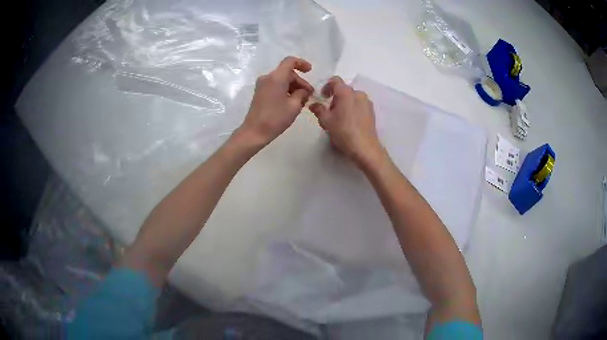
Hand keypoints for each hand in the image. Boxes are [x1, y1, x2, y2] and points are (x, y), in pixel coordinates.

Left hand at [238, 56, 313, 146]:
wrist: (254, 131)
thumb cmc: (275, 118)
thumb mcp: (295, 106)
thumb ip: (302, 93)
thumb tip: (304, 90)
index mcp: (276, 77)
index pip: (290, 61)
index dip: (301, 63)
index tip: (310, 71)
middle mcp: (268, 78)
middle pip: (287, 73)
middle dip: (300, 82)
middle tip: (309, 95)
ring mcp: (262, 85)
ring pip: (282, 80)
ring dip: (293, 87)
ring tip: (302, 101)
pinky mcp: (260, 93)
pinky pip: (276, 86)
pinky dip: (285, 90)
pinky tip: (292, 102)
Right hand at [309, 76, 382, 165]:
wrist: (365, 148)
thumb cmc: (343, 132)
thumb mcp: (326, 121)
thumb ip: (318, 109)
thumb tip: (313, 104)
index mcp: (346, 92)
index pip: (335, 81)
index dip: (326, 86)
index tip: (322, 97)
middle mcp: (358, 94)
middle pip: (344, 90)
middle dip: (335, 98)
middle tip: (329, 112)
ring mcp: (367, 102)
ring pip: (352, 98)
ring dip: (344, 103)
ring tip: (339, 118)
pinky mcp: (371, 112)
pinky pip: (359, 105)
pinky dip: (352, 109)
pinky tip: (349, 122)